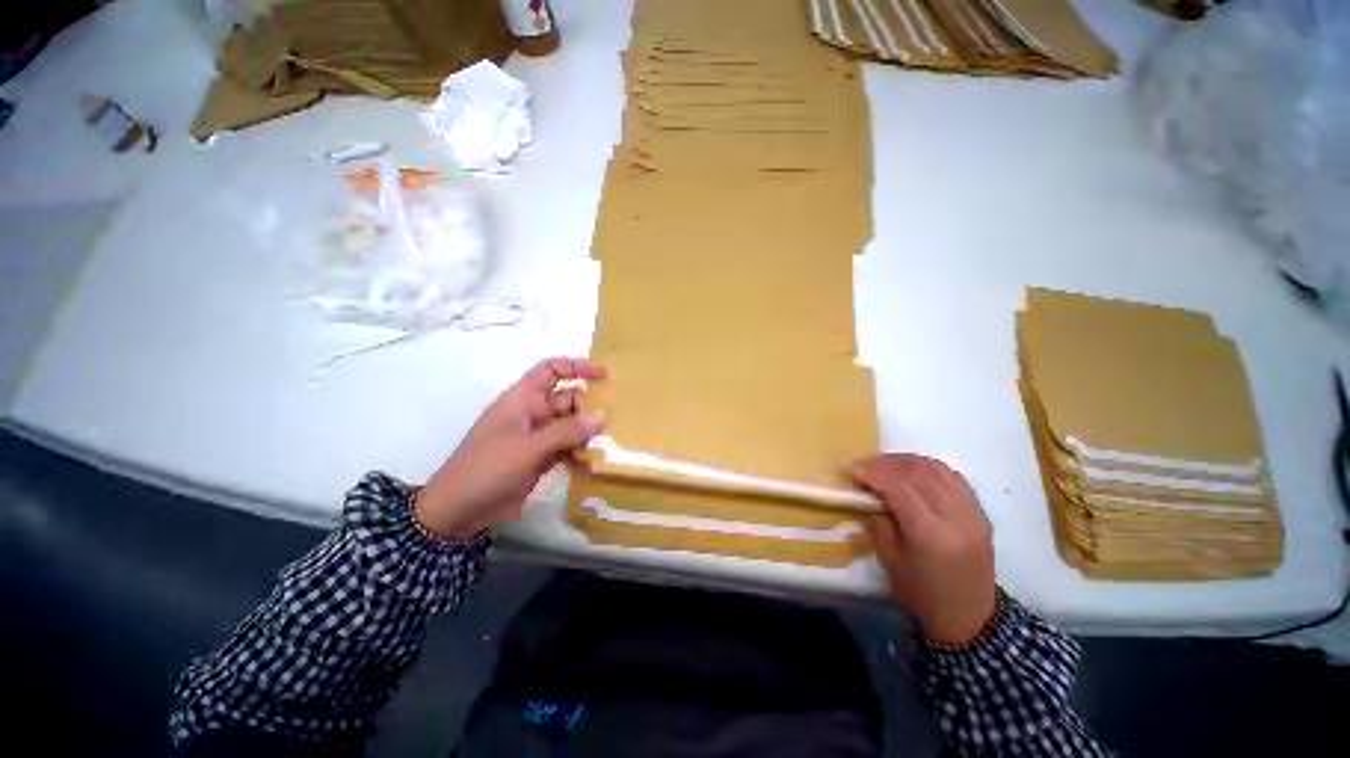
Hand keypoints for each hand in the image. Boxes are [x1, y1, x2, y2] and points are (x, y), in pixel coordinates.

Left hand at [415, 358, 606, 538]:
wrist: (458, 511)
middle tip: (618, 417)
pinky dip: (581, 451)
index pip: (552, 370)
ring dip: (589, 431)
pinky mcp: (541, 458)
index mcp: (523, 399)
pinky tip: (597, 461)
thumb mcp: (528, 447)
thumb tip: (601, 415)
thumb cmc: (488, 468)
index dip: (577, 367)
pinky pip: (568, 447)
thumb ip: (566, 431)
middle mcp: (533, 413)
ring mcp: (538, 437)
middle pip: (568, 399)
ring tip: (615, 439)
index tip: (604, 375)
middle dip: (591, 405)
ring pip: (571, 424)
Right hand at [851, 454, 996, 646]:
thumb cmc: (922, 594)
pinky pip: (951, 476)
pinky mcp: (980, 511)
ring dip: (905, 461)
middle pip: (918, 472)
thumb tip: (865, 492)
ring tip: (884, 466)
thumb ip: (876, 520)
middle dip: (885, 463)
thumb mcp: (889, 559)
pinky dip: (926, 467)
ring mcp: (973, 512)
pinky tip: (910, 472)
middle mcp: (956, 516)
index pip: (899, 486)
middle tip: (863, 465)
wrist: (970, 618)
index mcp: (931, 533)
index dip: (873, 472)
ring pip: (936, 468)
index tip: (851, 470)